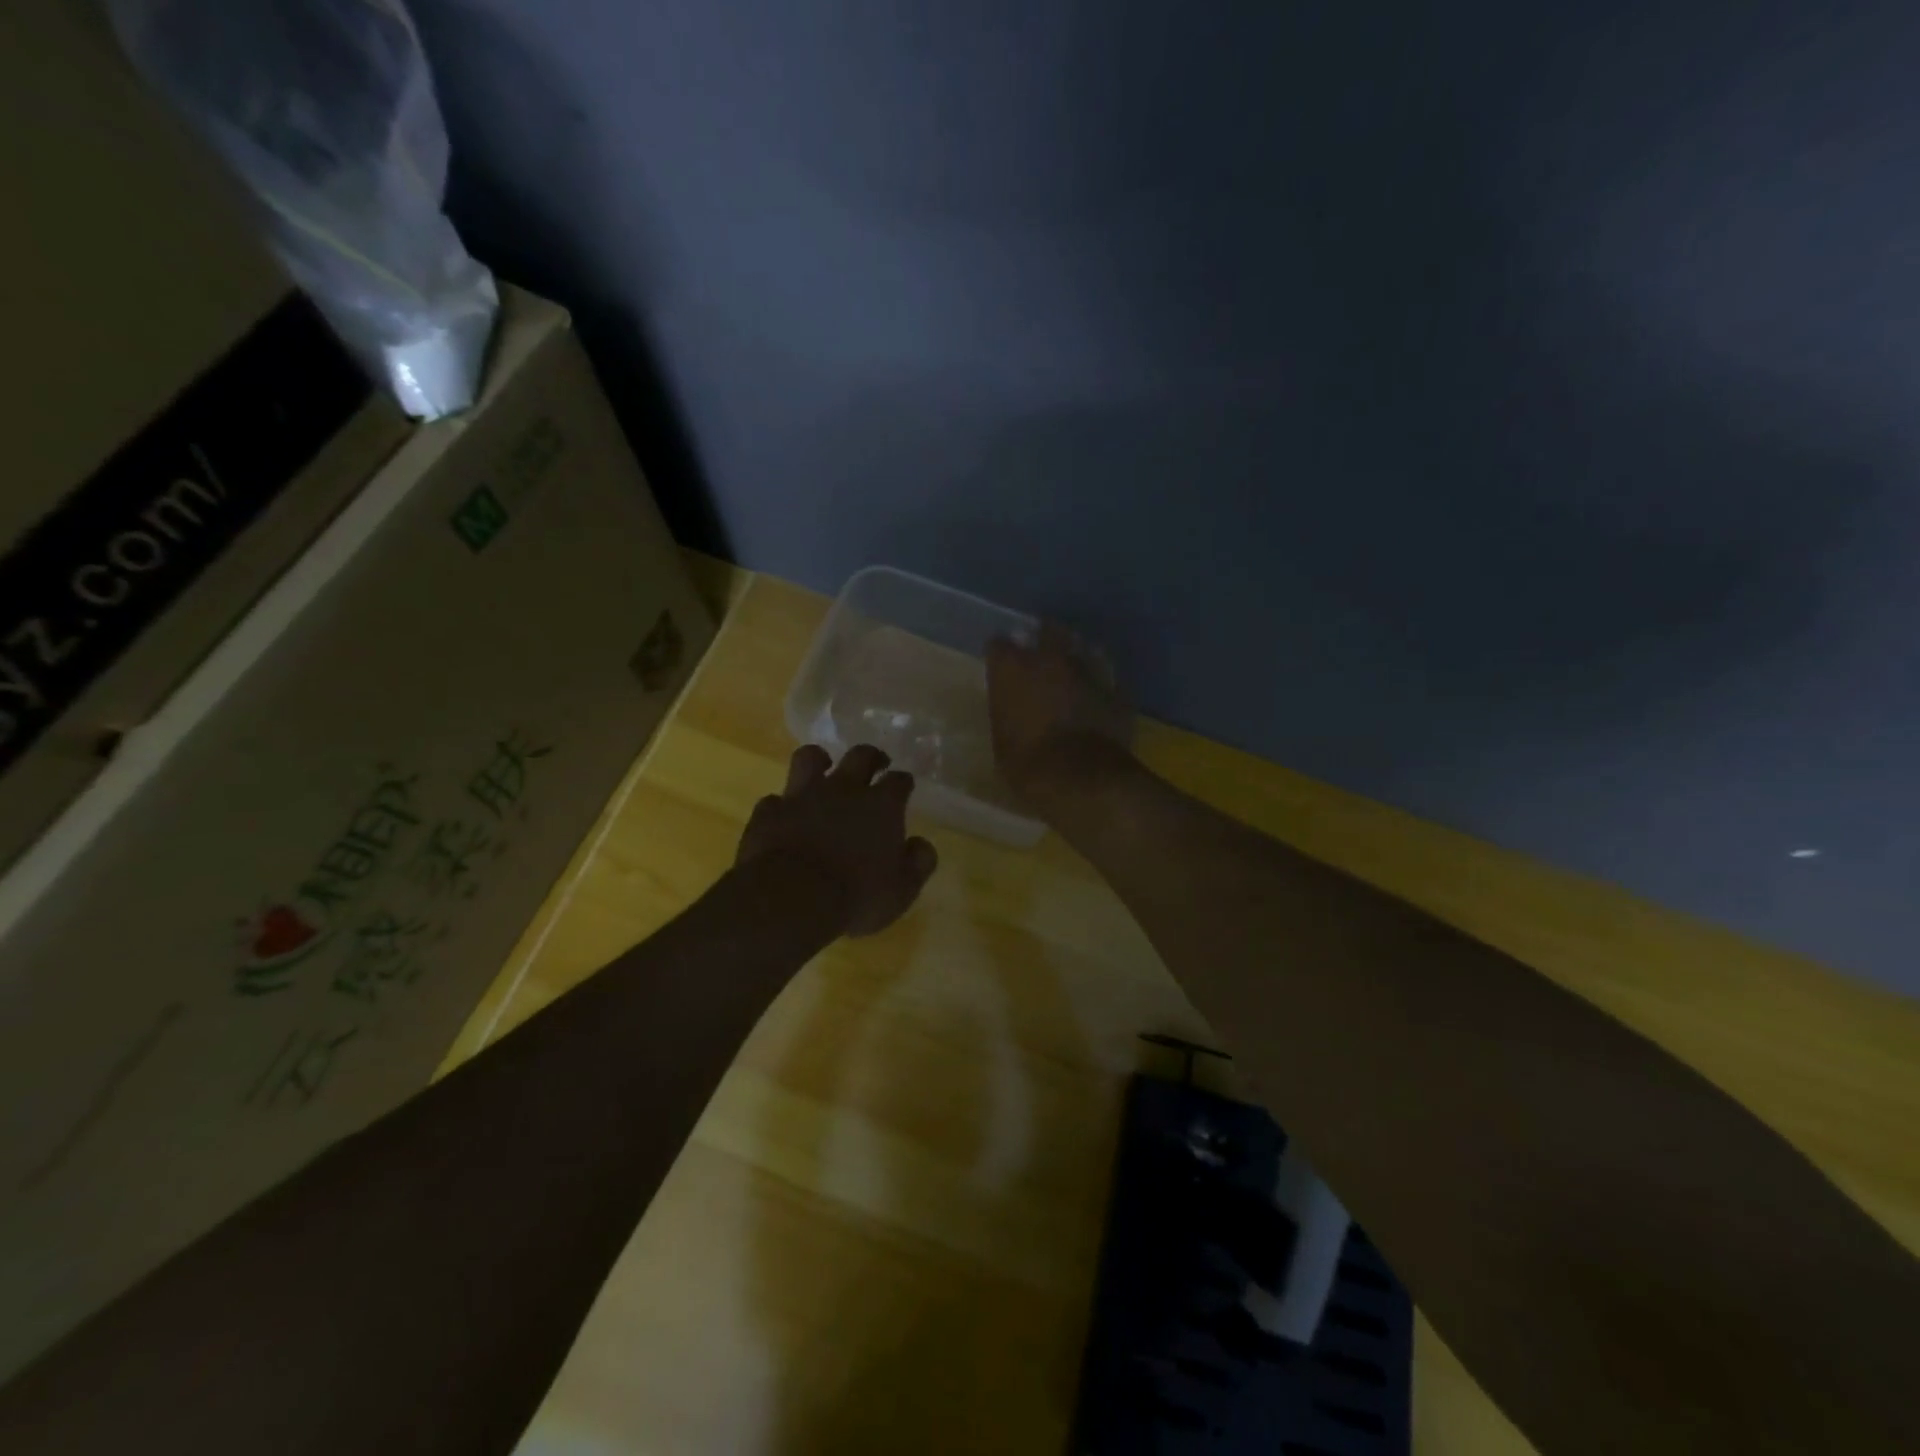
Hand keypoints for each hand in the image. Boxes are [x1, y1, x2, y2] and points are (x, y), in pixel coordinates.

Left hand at [736, 744, 938, 935]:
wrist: (791, 899)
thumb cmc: (856, 896)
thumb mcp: (901, 890)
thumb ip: (918, 863)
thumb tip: (922, 845)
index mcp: (881, 806)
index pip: (899, 781)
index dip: (903, 782)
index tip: (905, 786)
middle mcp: (844, 789)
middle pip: (860, 756)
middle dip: (871, 756)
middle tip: (875, 763)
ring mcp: (802, 796)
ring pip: (810, 758)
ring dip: (819, 761)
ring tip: (823, 768)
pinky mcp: (770, 812)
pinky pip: (775, 800)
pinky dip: (782, 806)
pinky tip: (785, 816)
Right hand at [986, 623, 1132, 796]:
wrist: (1082, 778)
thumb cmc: (1027, 764)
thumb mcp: (1002, 741)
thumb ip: (1007, 714)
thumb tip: (1013, 711)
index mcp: (1012, 668)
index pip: (998, 645)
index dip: (1000, 656)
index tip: (1001, 667)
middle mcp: (1050, 658)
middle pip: (1048, 630)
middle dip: (1044, 639)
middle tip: (1042, 655)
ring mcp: (1088, 669)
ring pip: (1084, 648)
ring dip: (1077, 657)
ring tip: (1074, 672)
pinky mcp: (1117, 689)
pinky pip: (1108, 678)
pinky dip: (1102, 684)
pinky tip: (1099, 697)